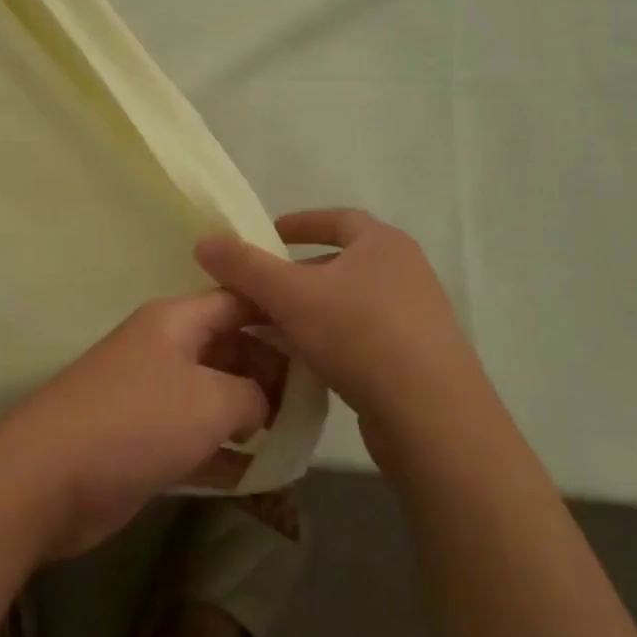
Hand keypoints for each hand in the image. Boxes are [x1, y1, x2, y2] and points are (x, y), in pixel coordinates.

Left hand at [0, 292, 286, 559]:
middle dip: (269, 371)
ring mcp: (150, 396)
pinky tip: (260, 473)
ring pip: (213, 396)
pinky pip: (195, 439)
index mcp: (176, 321)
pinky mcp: (142, 441)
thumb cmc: (137, 421)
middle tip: (312, 402)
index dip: (278, 313)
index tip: (319, 336)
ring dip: (250, 416)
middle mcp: (163, 350)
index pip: (236, 301)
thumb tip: (261, 402)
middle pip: (228, 348)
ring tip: (296, 438)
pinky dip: (225, 453)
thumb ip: (252, 393)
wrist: (47, 479)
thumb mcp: (211, 399)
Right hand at [195, 208, 485, 446]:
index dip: (299, 223)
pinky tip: (307, 364)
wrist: (431, 417)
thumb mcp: (290, 295)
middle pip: (340, 263)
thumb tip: (205, 241)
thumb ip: (244, 266)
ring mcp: (418, 316)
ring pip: (350, 303)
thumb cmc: (359, 336)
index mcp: (383, 243)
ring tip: (274, 330)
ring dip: (312, 312)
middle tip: (260, 292)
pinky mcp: (420, 358)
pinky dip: (333, 341)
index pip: (336, 219)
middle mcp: (406, 271)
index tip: (268, 234)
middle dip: (297, 275)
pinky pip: (365, 337)